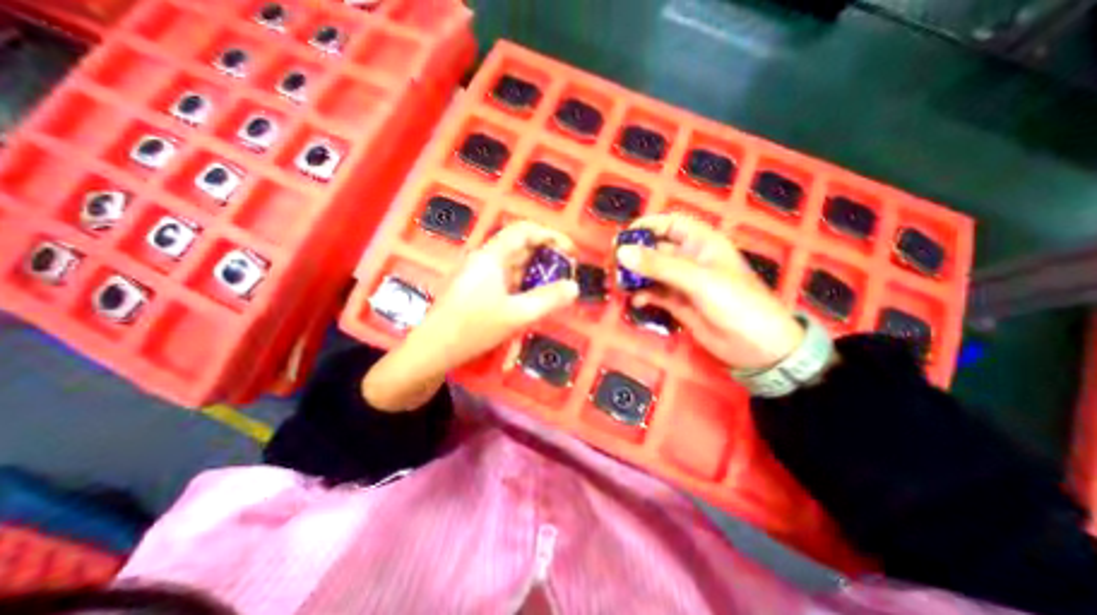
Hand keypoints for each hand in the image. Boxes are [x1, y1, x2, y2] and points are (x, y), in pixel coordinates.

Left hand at [362, 220, 580, 413]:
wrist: (433, 350)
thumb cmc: (473, 328)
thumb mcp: (517, 315)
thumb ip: (548, 299)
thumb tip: (574, 287)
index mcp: (492, 256)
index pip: (524, 230)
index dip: (550, 235)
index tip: (570, 251)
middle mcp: (485, 258)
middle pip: (520, 245)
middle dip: (546, 255)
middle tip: (566, 272)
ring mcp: (479, 273)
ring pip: (514, 263)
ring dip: (536, 271)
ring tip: (554, 287)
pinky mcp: (477, 288)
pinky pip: (506, 278)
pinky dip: (524, 283)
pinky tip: (532, 298)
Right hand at [617, 213, 802, 368]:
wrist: (756, 347)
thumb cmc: (736, 302)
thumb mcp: (698, 279)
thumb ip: (659, 265)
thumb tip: (622, 252)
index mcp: (701, 243)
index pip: (670, 224)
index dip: (647, 226)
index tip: (623, 238)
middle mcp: (690, 259)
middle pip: (655, 249)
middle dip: (634, 255)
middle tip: (612, 265)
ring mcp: (682, 282)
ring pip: (651, 272)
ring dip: (635, 276)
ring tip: (619, 284)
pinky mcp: (677, 303)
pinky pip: (654, 293)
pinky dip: (642, 295)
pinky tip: (635, 301)